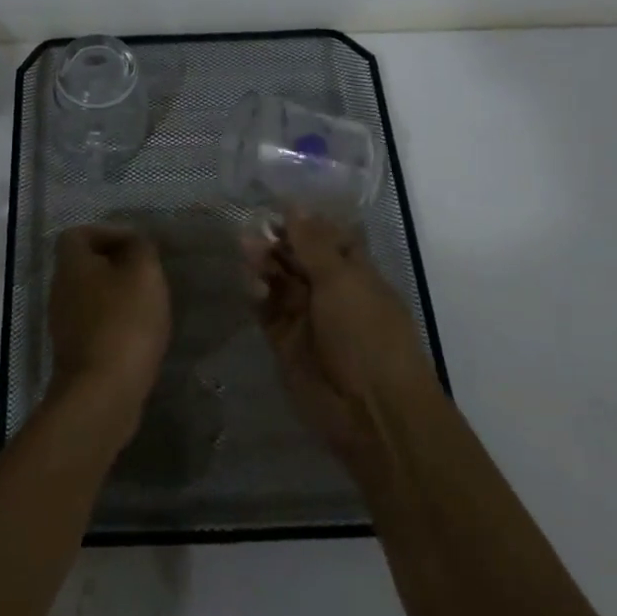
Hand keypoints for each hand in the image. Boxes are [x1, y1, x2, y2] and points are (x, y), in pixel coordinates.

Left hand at [48, 225, 171, 426]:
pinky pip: (95, 326)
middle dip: (116, 267)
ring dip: (117, 298)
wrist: (102, 393)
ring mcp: (63, 324)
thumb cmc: (123, 322)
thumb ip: (140, 248)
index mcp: (71, 265)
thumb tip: (133, 243)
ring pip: (91, 297)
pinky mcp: (74, 353)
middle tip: (147, 276)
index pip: (78, 234)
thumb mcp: (143, 273)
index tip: (136, 247)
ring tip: (148, 306)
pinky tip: (140, 336)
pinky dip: (115, 325)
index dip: (107, 234)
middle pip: (84, 266)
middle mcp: (59, 290)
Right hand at [248, 210, 433, 464]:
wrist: (370, 411)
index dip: (303, 221)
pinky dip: (256, 294)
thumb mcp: (343, 281)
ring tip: (246, 251)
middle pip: (297, 256)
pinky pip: (265, 309)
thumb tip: (295, 205)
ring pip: (278, 280)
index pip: (326, 237)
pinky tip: (251, 285)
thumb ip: (314, 243)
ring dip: (263, 263)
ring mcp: (306, 317)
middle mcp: (330, 291)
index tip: (274, 204)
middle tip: (251, 228)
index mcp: (355, 272)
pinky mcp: (283, 341)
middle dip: (276, 240)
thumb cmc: (367, 335)